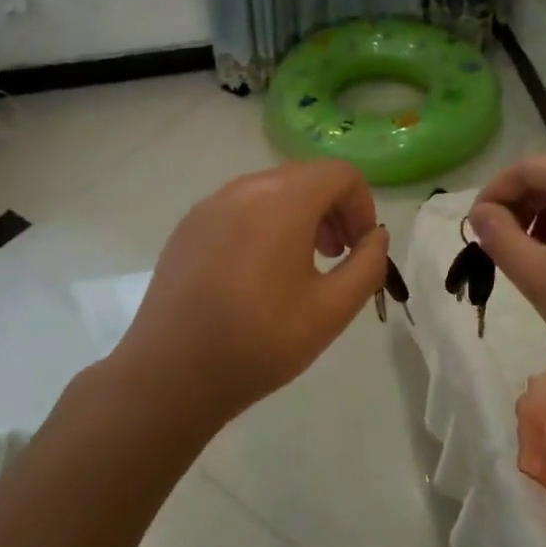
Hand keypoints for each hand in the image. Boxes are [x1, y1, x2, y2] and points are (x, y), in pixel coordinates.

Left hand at [117, 159, 388, 424]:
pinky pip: (239, 207)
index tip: (359, 248)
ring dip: (299, 215)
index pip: (340, 173)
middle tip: (336, 256)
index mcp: (283, 200)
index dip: (362, 205)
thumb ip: (368, 265)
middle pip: (305, 177)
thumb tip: (374, 236)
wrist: (171, 373)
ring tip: (300, 265)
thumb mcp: (332, 310)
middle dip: (332, 209)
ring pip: (271, 190)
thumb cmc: (260, 341)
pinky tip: (256, 273)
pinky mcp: (189, 225)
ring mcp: (211, 204)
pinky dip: (264, 223)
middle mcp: (245, 188)